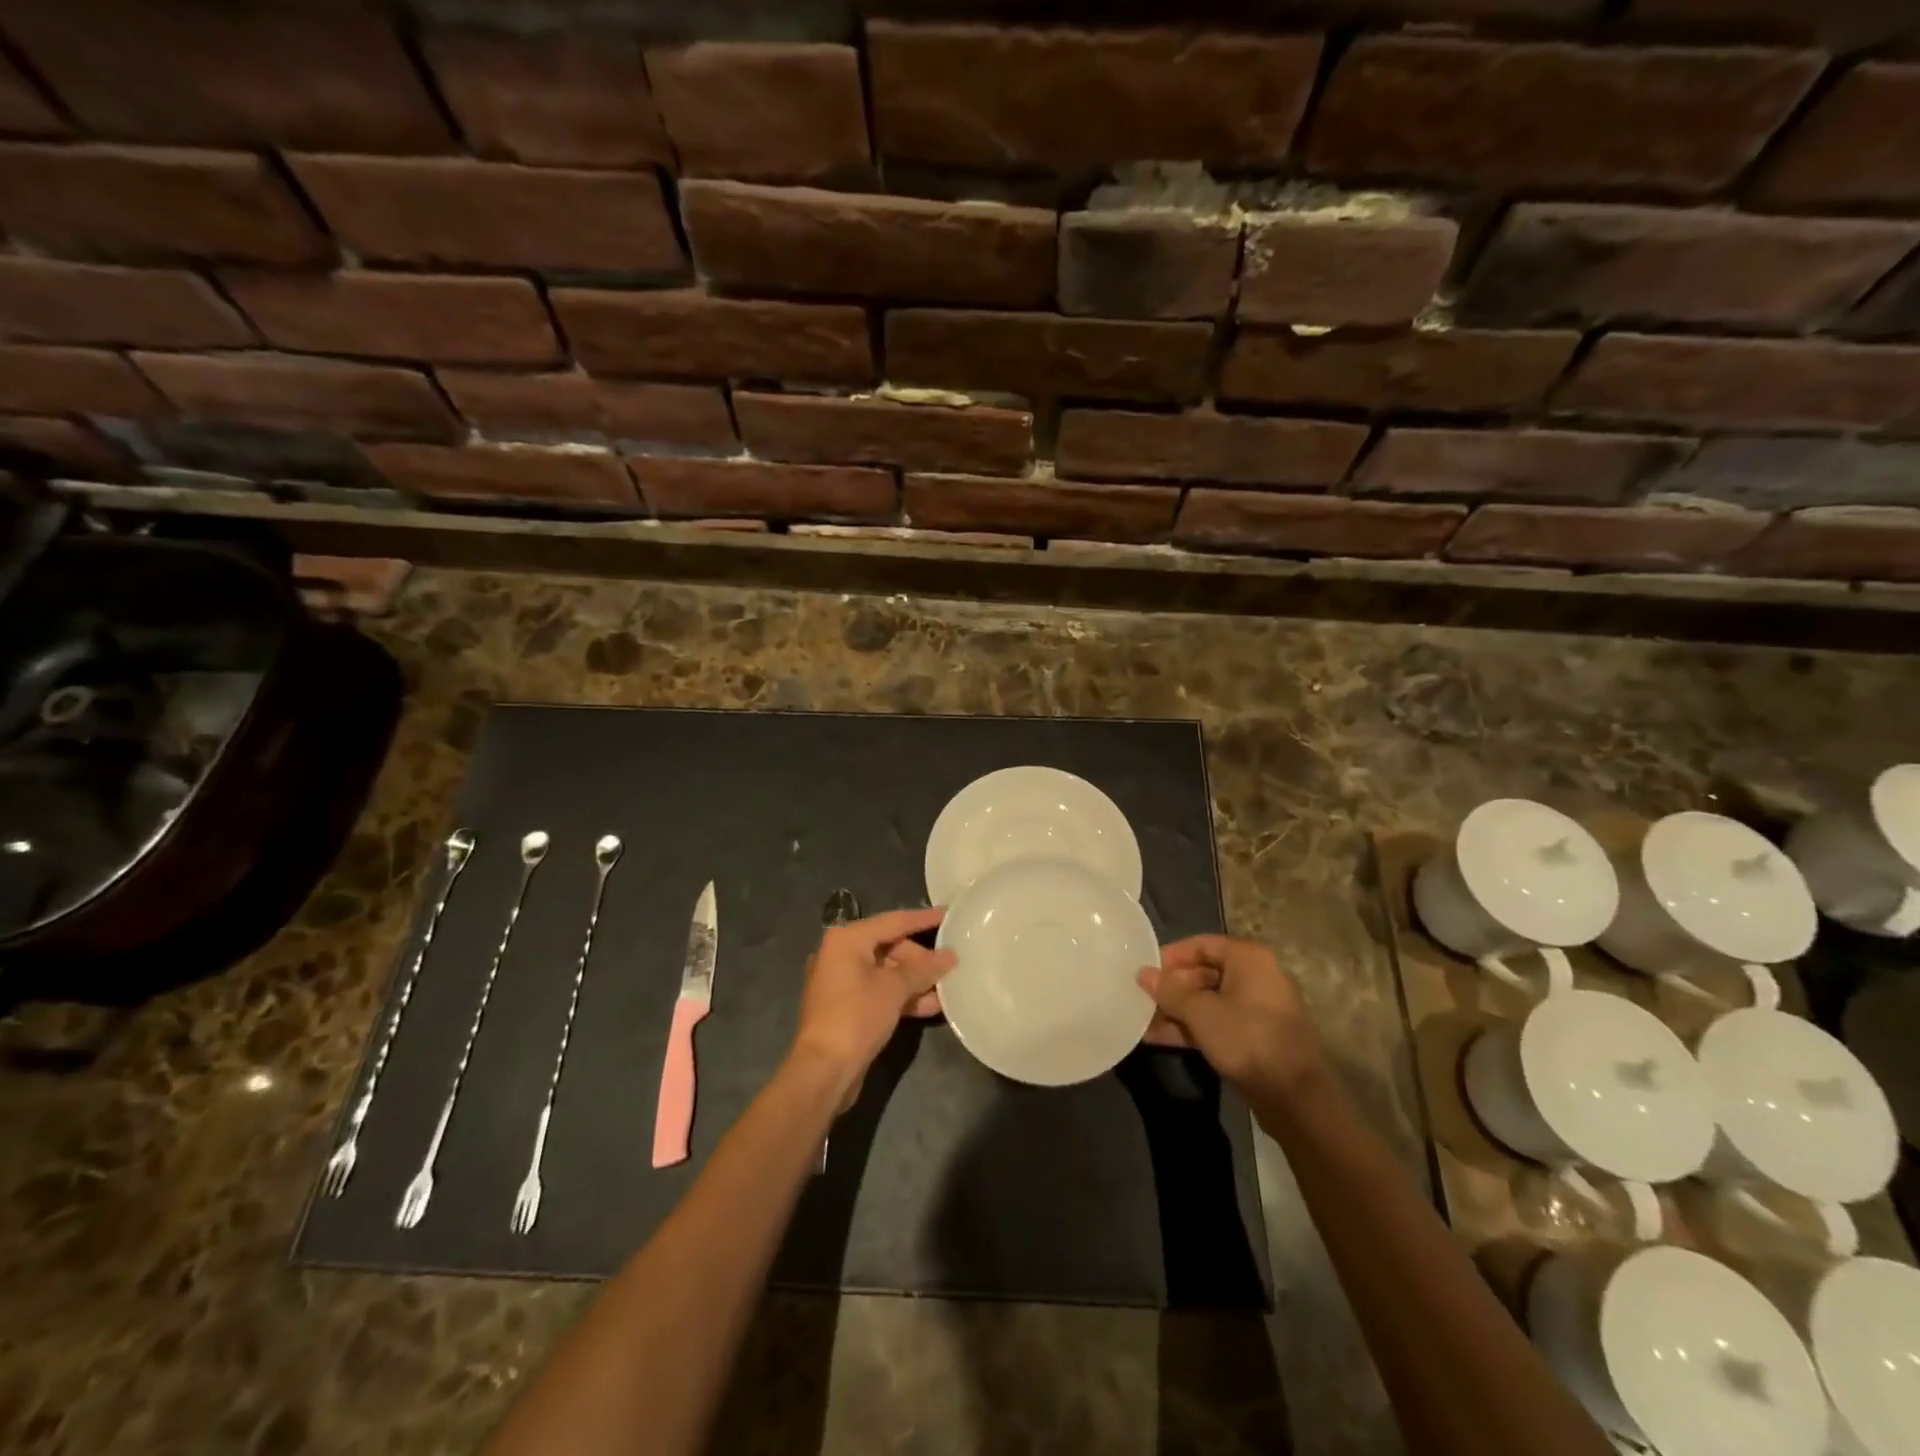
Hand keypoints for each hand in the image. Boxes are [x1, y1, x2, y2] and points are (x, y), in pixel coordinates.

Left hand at [792, 907, 953, 1100]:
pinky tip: (930, 1006)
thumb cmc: (857, 1016)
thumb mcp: (894, 988)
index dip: (923, 919)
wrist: (824, 1070)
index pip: (893, 921)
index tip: (949, 914)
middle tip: (950, 965)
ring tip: (947, 988)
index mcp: (848, 939)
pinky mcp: (846, 1007)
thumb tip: (950, 955)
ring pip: (886, 972)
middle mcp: (841, 954)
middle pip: (890, 947)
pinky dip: (902, 996)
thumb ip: (924, 969)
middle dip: (921, 958)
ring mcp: (842, 982)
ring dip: (915, 981)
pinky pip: (880, 991)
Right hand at [1138, 936, 1327, 1104]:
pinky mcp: (1257, 1036)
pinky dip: (1194, 1027)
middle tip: (1142, 1000)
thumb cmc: (1247, 1040)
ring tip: (1144, 1022)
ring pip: (1210, 1000)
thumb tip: (1143, 973)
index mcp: (1249, 958)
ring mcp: (1259, 1008)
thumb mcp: (1201, 1013)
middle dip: (1171, 988)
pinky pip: (1219, 1021)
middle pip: (1204, 972)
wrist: (1296, 1099)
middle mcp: (1257, 976)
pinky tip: (1162, 1039)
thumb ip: (1169, 990)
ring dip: (1178, 1011)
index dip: (1170, 957)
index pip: (1201, 944)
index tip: (1144, 972)